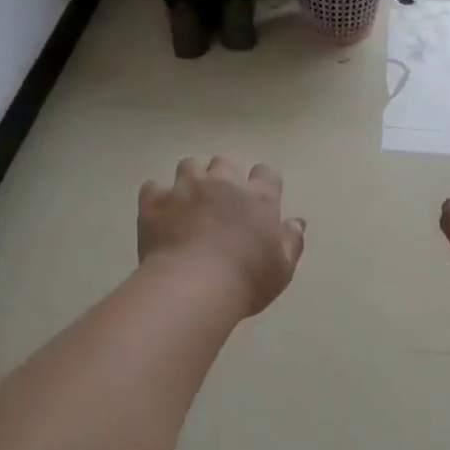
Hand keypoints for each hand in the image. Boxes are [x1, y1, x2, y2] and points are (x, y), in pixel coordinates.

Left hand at [138, 156, 306, 316]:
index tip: (259, 200)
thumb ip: (291, 241)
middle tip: (222, 200)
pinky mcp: (154, 202)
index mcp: (259, 198)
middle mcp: (223, 184)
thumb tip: (296, 222)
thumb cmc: (246, 281)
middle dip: (225, 176)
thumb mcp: (282, 269)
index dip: (263, 183)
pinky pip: (153, 187)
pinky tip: (160, 212)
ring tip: (190, 199)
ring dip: (192, 178)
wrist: (192, 288)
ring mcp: (185, 189)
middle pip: (225, 162)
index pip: (266, 173)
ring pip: (190, 165)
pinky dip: (158, 196)